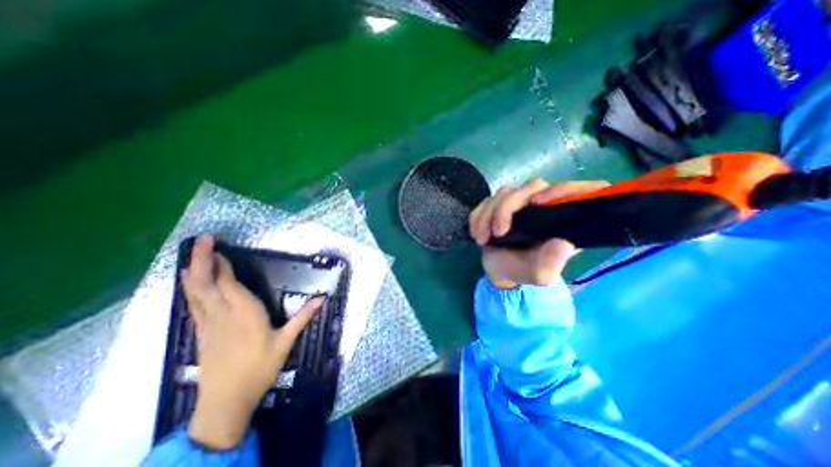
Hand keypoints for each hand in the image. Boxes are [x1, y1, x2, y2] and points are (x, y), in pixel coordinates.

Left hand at [183, 236, 322, 449]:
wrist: (225, 401)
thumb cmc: (259, 368)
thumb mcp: (285, 342)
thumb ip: (302, 318)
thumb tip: (321, 300)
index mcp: (245, 314)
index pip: (229, 284)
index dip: (223, 265)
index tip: (220, 248)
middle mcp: (223, 314)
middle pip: (206, 283)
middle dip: (202, 259)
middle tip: (201, 239)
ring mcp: (208, 323)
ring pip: (195, 292)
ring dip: (192, 271)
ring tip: (190, 255)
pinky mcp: (201, 332)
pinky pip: (193, 304)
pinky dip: (190, 289)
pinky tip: (188, 283)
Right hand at [467, 178, 607, 286]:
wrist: (498, 269)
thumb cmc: (522, 270)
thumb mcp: (539, 275)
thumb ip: (550, 264)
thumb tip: (563, 244)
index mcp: (562, 220)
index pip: (578, 191)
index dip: (563, 190)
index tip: (538, 203)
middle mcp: (544, 206)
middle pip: (531, 187)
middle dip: (506, 208)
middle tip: (497, 233)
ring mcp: (520, 202)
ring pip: (505, 192)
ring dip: (488, 214)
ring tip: (482, 239)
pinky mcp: (500, 204)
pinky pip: (487, 200)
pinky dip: (478, 216)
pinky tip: (476, 233)